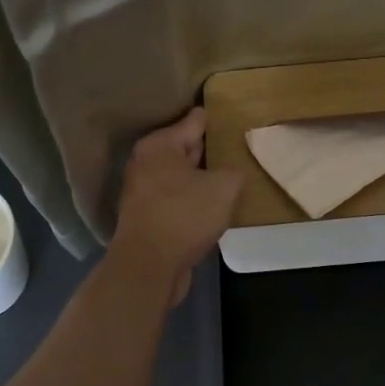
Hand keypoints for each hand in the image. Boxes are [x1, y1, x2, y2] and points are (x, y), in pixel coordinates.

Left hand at [110, 107, 243, 307]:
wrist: (148, 267)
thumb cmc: (184, 216)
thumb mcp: (224, 187)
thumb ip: (234, 169)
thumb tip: (233, 169)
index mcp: (160, 144)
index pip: (195, 120)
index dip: (218, 118)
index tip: (239, 117)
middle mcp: (146, 161)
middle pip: (186, 146)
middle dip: (211, 148)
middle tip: (240, 148)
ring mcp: (143, 190)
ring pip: (182, 175)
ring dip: (203, 177)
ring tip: (233, 177)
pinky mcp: (147, 215)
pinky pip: (177, 197)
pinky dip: (193, 198)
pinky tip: (214, 205)